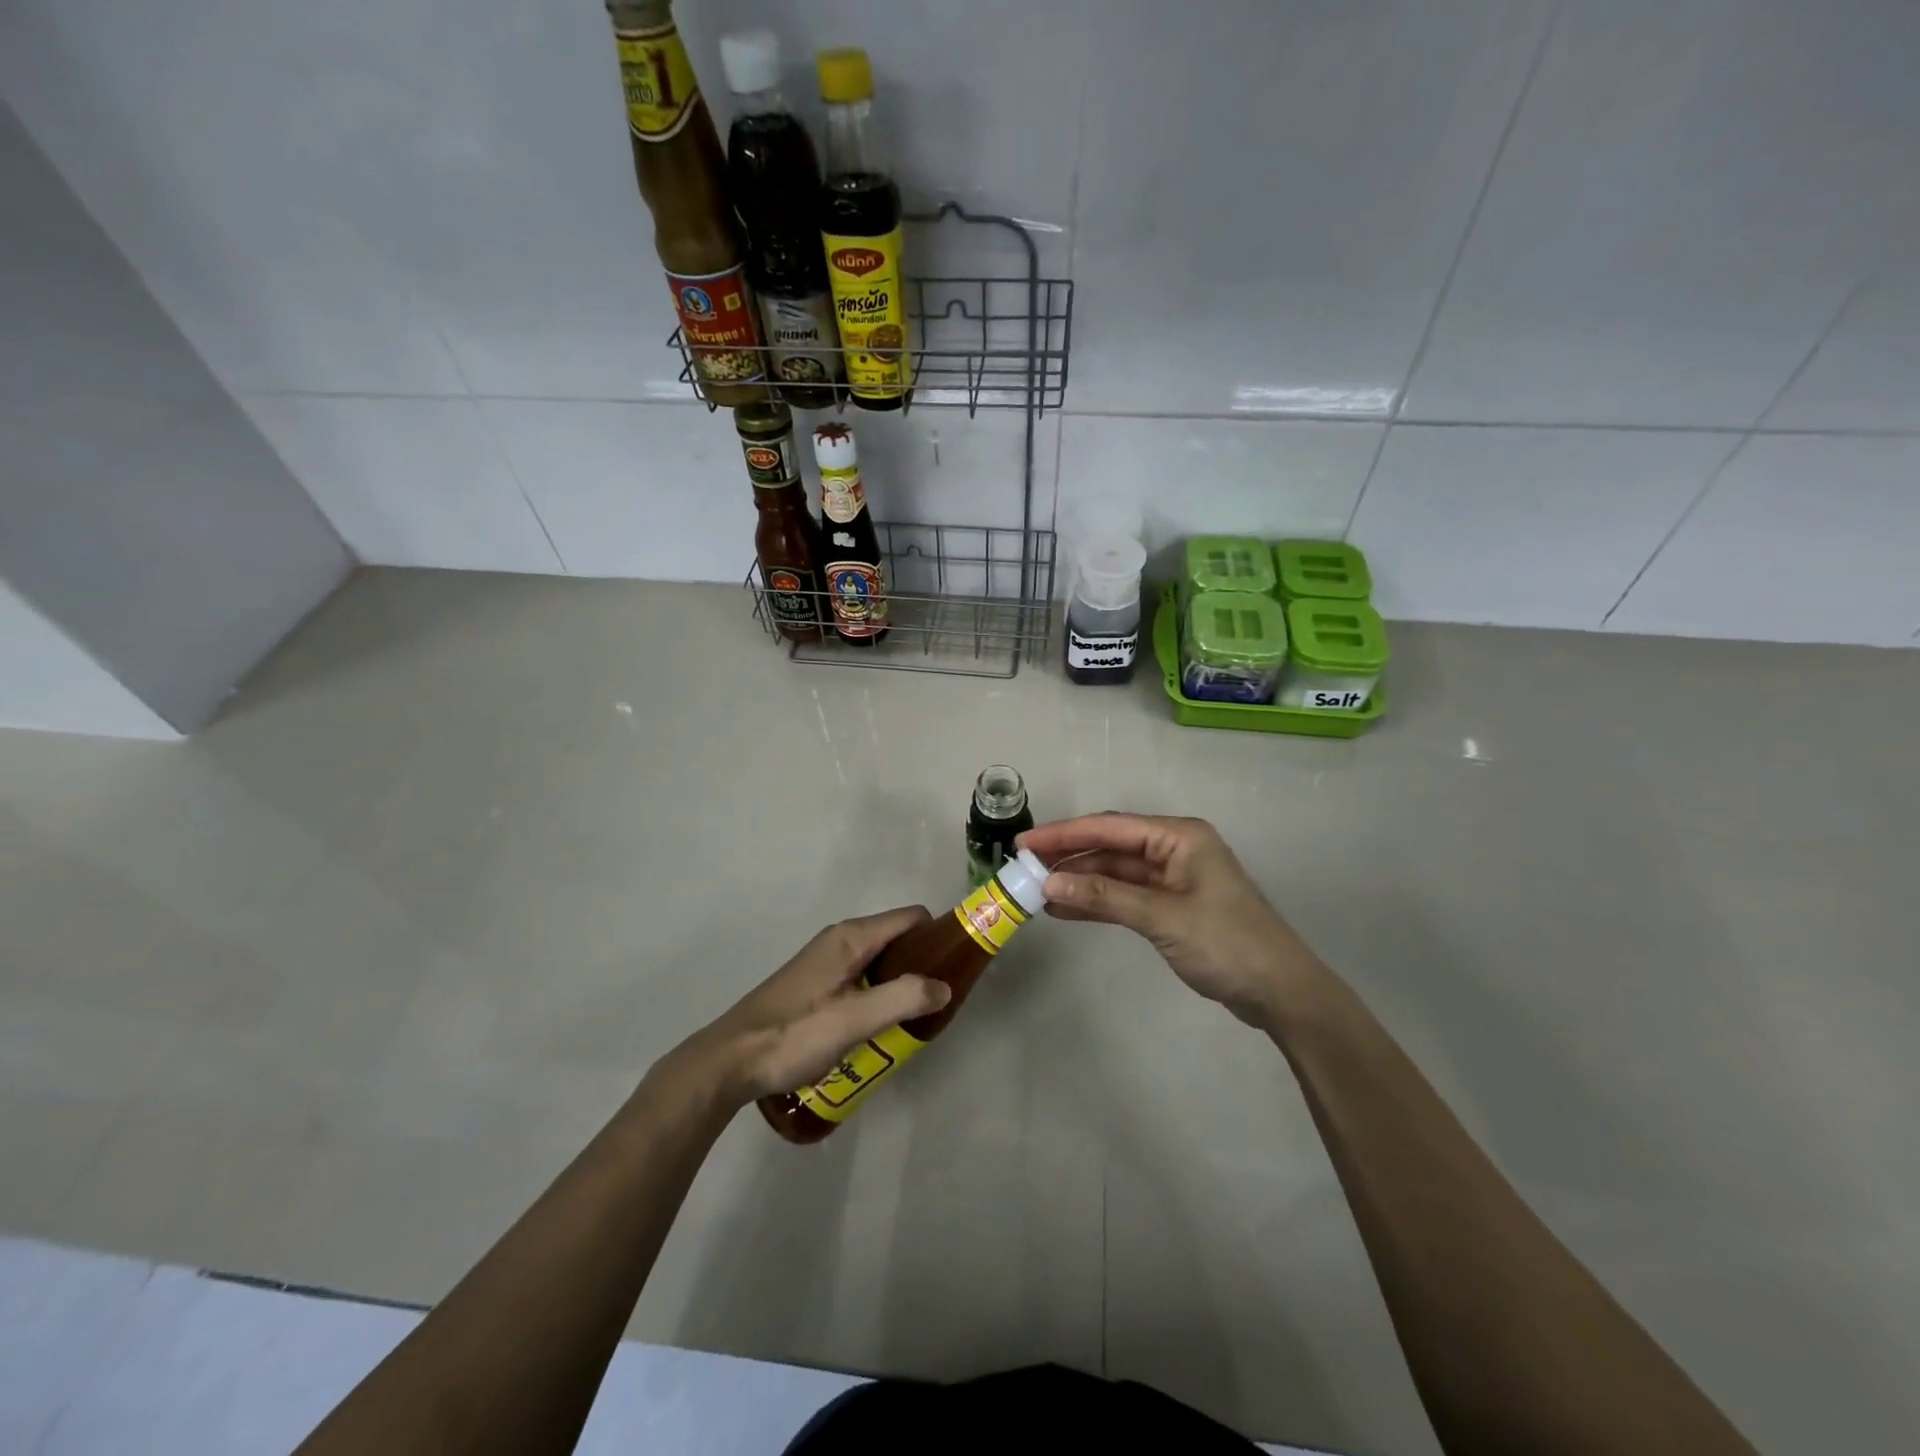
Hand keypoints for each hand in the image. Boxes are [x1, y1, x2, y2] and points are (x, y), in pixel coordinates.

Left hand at [675, 907, 949, 1104]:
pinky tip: (878, 1025)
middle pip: (897, 937)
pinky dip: (879, 991)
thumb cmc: (794, 1035)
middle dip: (922, 963)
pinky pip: (861, 975)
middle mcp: (840, 939)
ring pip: (879, 959)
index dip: (939, 936)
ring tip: (911, 1018)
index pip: (912, 917)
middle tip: (936, 1002)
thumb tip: (944, 986)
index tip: (957, 968)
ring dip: (900, 981)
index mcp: (852, 937)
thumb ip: (903, 998)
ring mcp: (825, 960)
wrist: (730, 1060)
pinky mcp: (815, 982)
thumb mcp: (854, 1020)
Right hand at [1020, 814, 1319, 1025]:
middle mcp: (1173, 849)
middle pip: (1109, 847)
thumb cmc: (1227, 943)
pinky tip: (1064, 908)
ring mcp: (1171, 878)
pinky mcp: (1170, 906)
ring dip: (1078, 880)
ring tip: (1035, 889)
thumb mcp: (1163, 917)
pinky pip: (1124, 896)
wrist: (1280, 992)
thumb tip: (1049, 883)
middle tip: (1022, 866)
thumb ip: (1105, 896)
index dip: (1064, 834)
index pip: (1110, 828)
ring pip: (1114, 872)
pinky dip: (1096, 901)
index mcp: (1179, 837)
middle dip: (1067, 856)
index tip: (1024, 843)